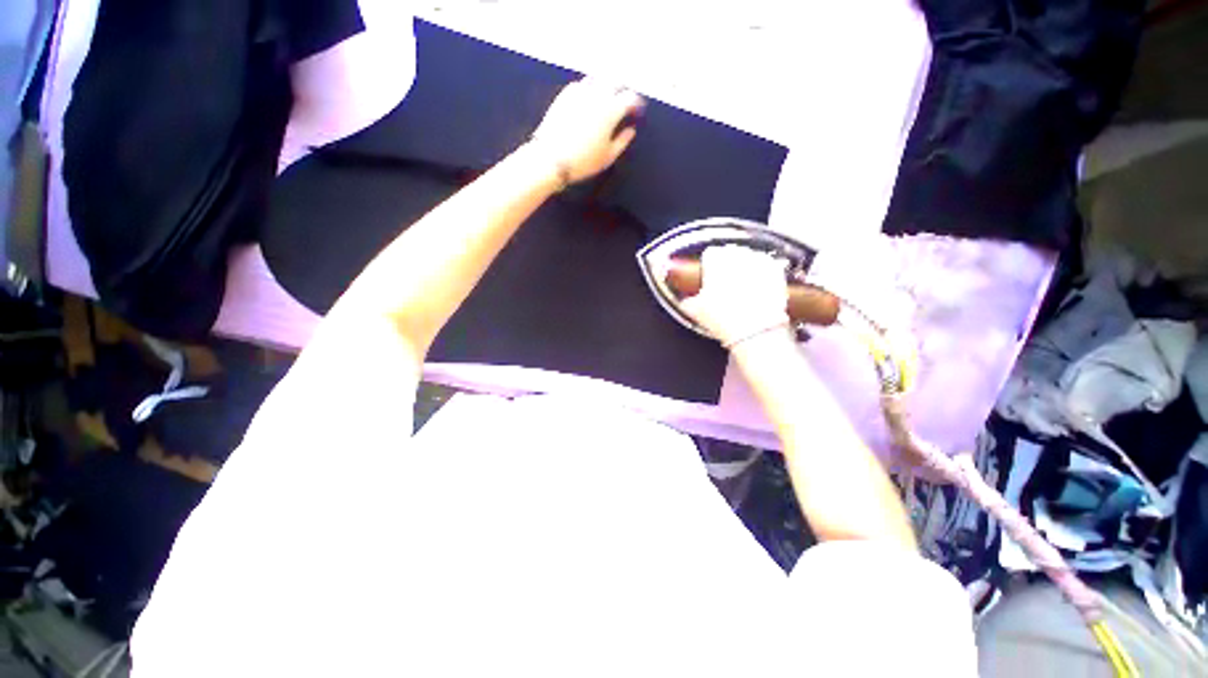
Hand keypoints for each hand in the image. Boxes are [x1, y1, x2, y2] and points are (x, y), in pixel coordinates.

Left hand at [528, 78, 643, 184]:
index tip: (637, 112)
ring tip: (607, 99)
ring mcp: (579, 92)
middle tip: (624, 102)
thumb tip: (630, 131)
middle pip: (615, 82)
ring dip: (605, 86)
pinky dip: (589, 89)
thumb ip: (622, 141)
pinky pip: (581, 85)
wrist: (551, 159)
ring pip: (597, 79)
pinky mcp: (564, 95)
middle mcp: (597, 95)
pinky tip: (588, 100)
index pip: (630, 97)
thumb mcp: (608, 157)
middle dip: (623, 90)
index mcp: (611, 110)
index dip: (637, 104)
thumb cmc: (583, 161)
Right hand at [680, 246, 791, 348]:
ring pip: (749, 258)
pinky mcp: (777, 271)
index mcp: (716, 259)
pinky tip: (758, 289)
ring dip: (745, 268)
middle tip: (724, 283)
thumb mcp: (694, 310)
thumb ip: (687, 299)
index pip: (710, 254)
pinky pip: (767, 267)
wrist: (754, 330)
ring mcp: (759, 261)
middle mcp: (738, 254)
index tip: (708, 276)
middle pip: (730, 253)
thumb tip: (686, 299)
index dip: (708, 266)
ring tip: (742, 287)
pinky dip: (762, 275)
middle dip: (727, 265)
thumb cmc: (722, 318)